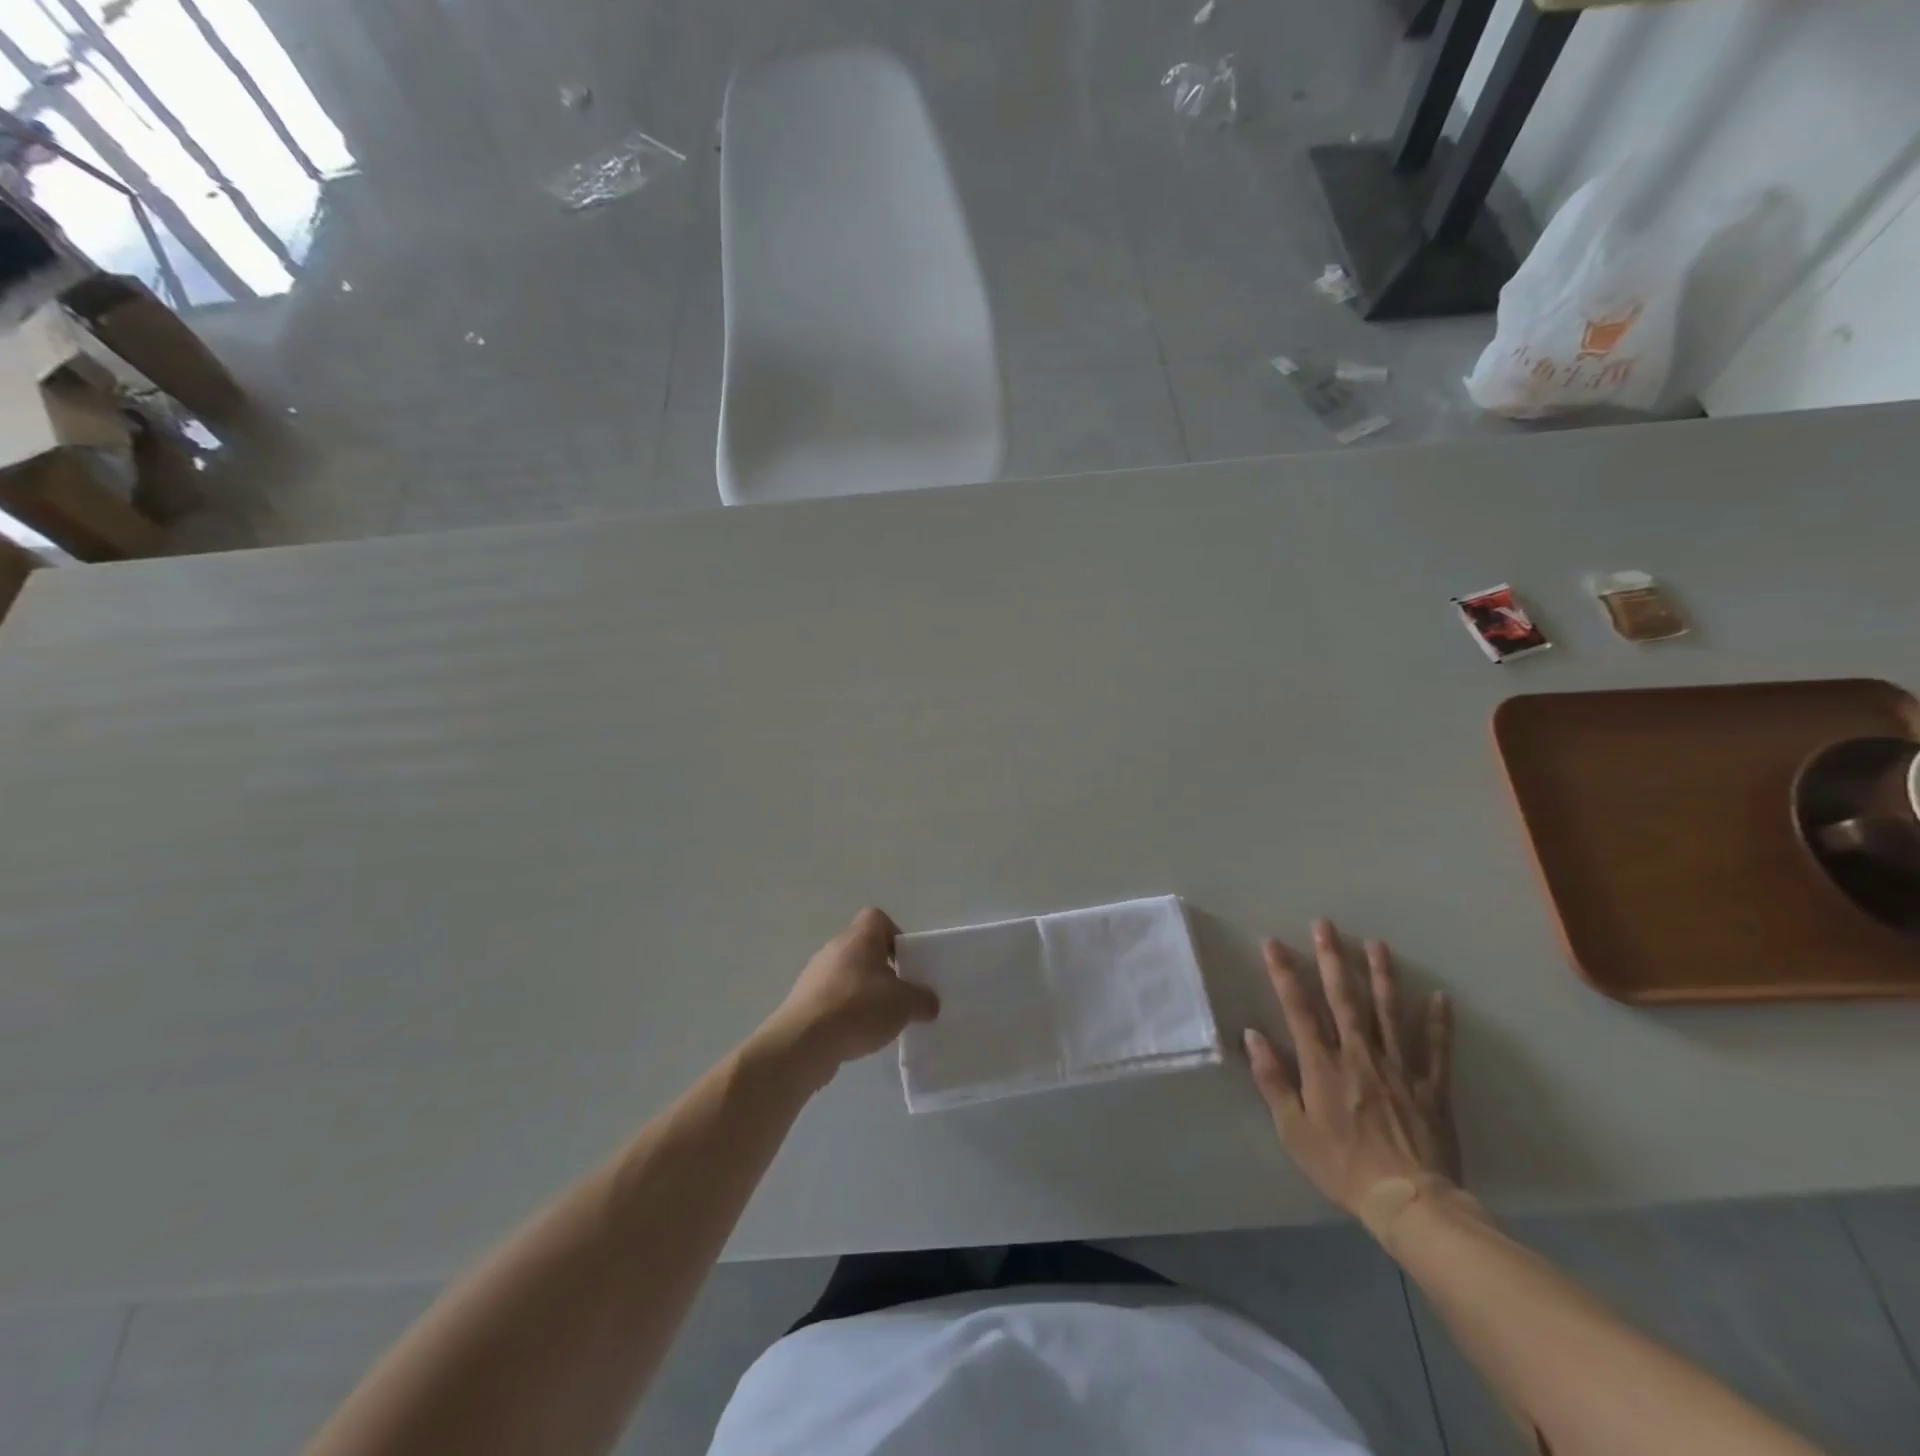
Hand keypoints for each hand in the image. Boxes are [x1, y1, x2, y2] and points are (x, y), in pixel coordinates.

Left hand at [757, 909, 939, 1085]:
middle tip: (899, 995)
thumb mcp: (904, 1004)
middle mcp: (835, 948)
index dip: (895, 936)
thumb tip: (929, 1002)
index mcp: (859, 937)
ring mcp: (815, 975)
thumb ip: (922, 1000)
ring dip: (863, 993)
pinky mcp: (803, 1001)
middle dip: (883, 970)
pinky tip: (856, 1035)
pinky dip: (845, 1013)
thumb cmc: (858, 1008)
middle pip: (863, 949)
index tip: (906, 963)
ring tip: (879, 1021)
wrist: (804, 1042)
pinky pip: (832, 999)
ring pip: (847, 975)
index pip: (877, 918)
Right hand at [1243, 920, 1456, 1228]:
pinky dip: (1438, 1022)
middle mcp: (1359, 1055)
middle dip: (1332, 958)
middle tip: (1326, 925)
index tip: (1274, 943)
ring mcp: (1399, 1068)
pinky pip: (1435, 1049)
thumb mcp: (1293, 1129)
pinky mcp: (1430, 1087)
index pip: (1298, 1008)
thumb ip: (1272, 1079)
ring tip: (1376, 944)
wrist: (1408, 1203)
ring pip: (1389, 1012)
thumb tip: (1253, 1035)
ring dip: (1381, 976)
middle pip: (1344, 999)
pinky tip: (1440, 996)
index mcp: (1322, 1065)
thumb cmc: (1341, 1166)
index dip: (1285, 973)